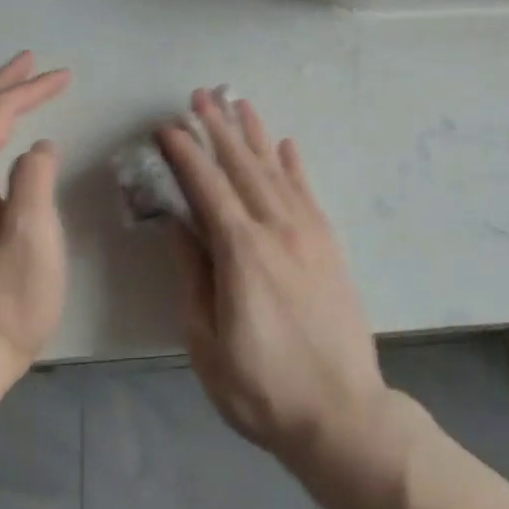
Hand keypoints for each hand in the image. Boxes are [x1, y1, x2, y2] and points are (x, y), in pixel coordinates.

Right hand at [158, 90, 391, 466]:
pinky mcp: (329, 243)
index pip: (207, 186)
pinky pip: (307, 191)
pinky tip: (285, 144)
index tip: (168, 127)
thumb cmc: (262, 386)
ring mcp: (308, 232)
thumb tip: (175, 224)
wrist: (341, 412)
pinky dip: (294, 164)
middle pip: (241, 166)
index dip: (186, 153)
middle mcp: (276, 228)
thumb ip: (192, 274)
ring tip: (239, 103)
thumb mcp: (207, 341)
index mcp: (241, 250)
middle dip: (218, 128)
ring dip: (254, 134)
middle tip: (200, 96)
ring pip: (275, 169)